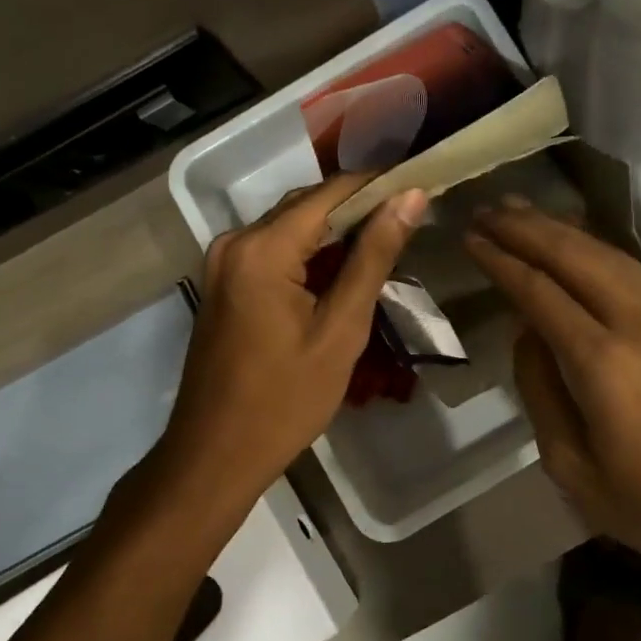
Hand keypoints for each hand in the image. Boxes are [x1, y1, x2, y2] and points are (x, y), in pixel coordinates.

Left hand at [158, 174, 427, 508]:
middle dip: (361, 208)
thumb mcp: (341, 329)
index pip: (331, 193)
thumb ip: (374, 257)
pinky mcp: (225, 282)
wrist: (216, 454)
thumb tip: (411, 197)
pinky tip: (346, 268)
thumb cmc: (286, 400)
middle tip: (414, 216)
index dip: (380, 185)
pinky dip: (311, 254)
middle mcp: (236, 241)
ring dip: (338, 232)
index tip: (423, 187)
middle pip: (308, 206)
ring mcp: (224, 262)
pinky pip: (276, 251)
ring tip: (391, 239)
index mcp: (262, 248)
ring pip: (292, 227)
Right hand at [464, 200, 640, 579]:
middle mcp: (637, 325)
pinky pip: (634, 269)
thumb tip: (527, 333)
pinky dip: (598, 246)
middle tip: (488, 209)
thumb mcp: (571, 466)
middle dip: (527, 229)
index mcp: (602, 363)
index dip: (502, 261)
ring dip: (563, 228)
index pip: (540, 292)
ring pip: (609, 254)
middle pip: (575, 257)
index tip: (470, 237)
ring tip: (524, 211)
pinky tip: (579, 241)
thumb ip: (541, 391)